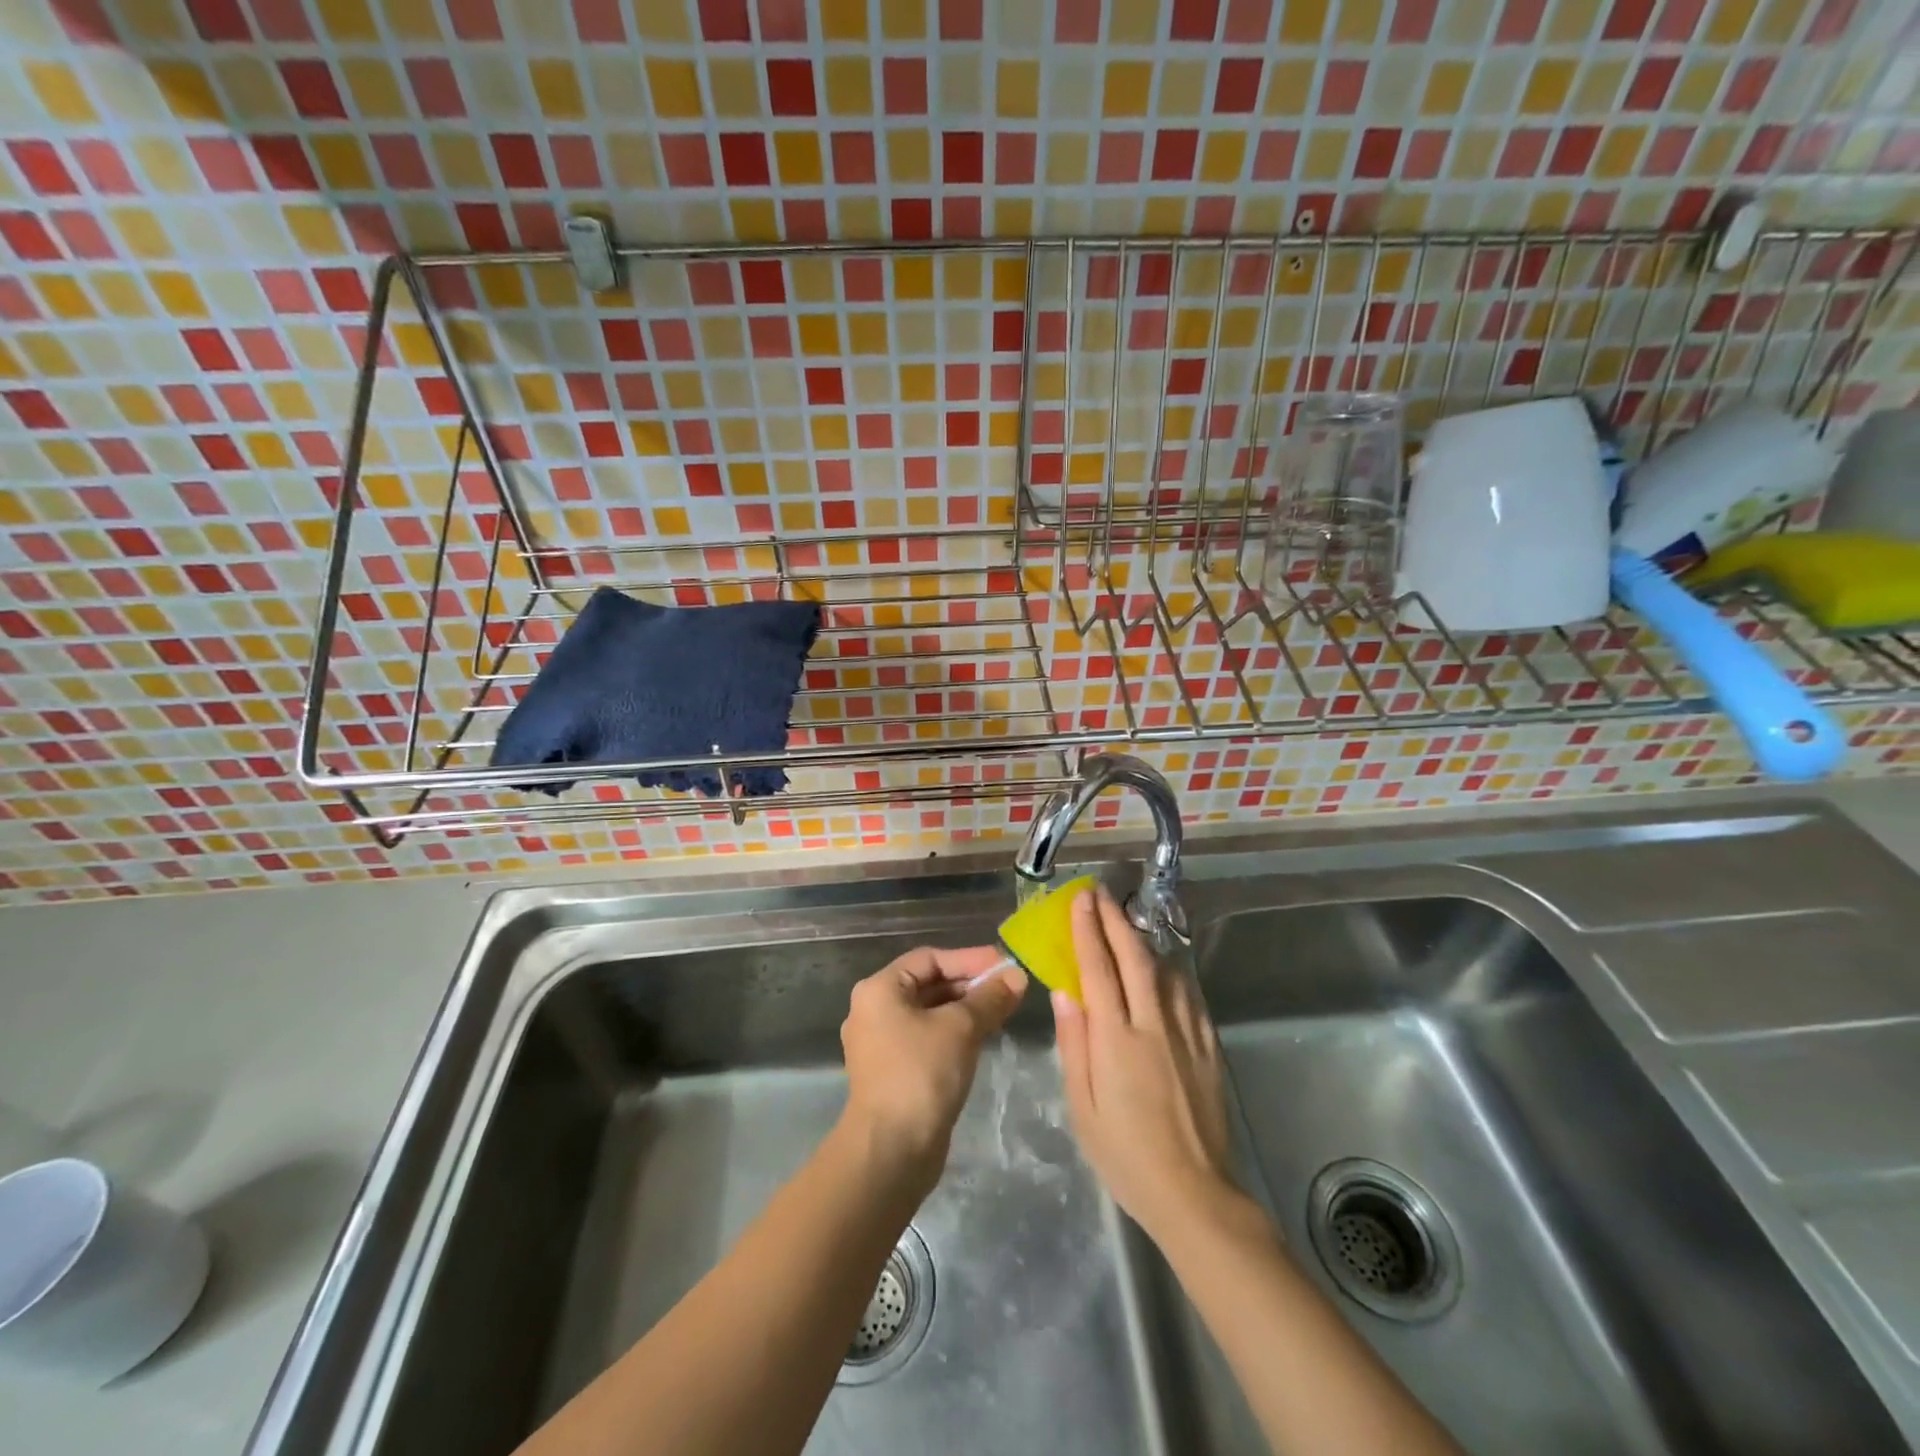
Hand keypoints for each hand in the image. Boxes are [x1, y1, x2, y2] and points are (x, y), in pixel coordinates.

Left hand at [840, 946, 1027, 1183]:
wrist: (890, 1152)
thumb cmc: (921, 1074)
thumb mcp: (961, 1028)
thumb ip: (989, 998)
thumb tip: (1016, 976)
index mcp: (879, 990)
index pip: (929, 959)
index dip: (969, 959)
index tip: (1005, 964)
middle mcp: (874, 1011)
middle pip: (929, 984)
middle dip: (970, 984)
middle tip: (1010, 987)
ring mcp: (882, 1044)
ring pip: (930, 1013)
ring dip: (966, 1009)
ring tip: (1004, 1009)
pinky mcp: (893, 1072)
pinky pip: (928, 1038)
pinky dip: (955, 1033)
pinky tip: (984, 1037)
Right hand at [1052, 886, 1238, 1241]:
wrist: (1195, 1193)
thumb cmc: (1125, 1155)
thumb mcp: (1083, 1106)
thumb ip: (1074, 1044)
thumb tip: (1064, 992)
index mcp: (1117, 1039)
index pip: (1098, 969)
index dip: (1087, 930)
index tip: (1080, 900)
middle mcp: (1153, 1025)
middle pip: (1134, 958)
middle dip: (1115, 920)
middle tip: (1100, 893)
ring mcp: (1186, 1033)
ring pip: (1165, 970)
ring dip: (1142, 940)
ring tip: (1126, 921)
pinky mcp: (1208, 1046)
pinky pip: (1187, 994)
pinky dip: (1170, 970)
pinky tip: (1163, 967)